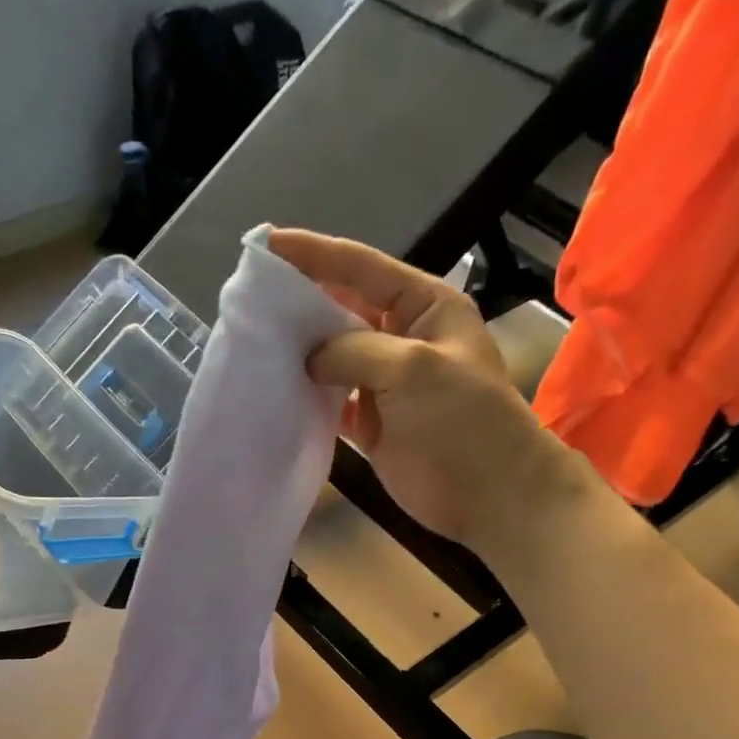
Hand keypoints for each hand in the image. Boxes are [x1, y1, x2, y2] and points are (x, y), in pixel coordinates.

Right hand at [267, 229, 558, 548]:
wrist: (489, 494)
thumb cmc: (463, 421)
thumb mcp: (414, 368)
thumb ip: (356, 350)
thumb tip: (309, 356)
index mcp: (423, 306)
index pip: (362, 267)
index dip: (314, 254)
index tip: (266, 244)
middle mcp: (401, 337)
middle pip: (342, 309)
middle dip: (300, 304)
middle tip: (250, 301)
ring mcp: (384, 384)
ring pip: (333, 357)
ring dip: (299, 353)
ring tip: (253, 343)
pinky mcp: (371, 425)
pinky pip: (331, 401)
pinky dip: (307, 398)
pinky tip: (276, 393)